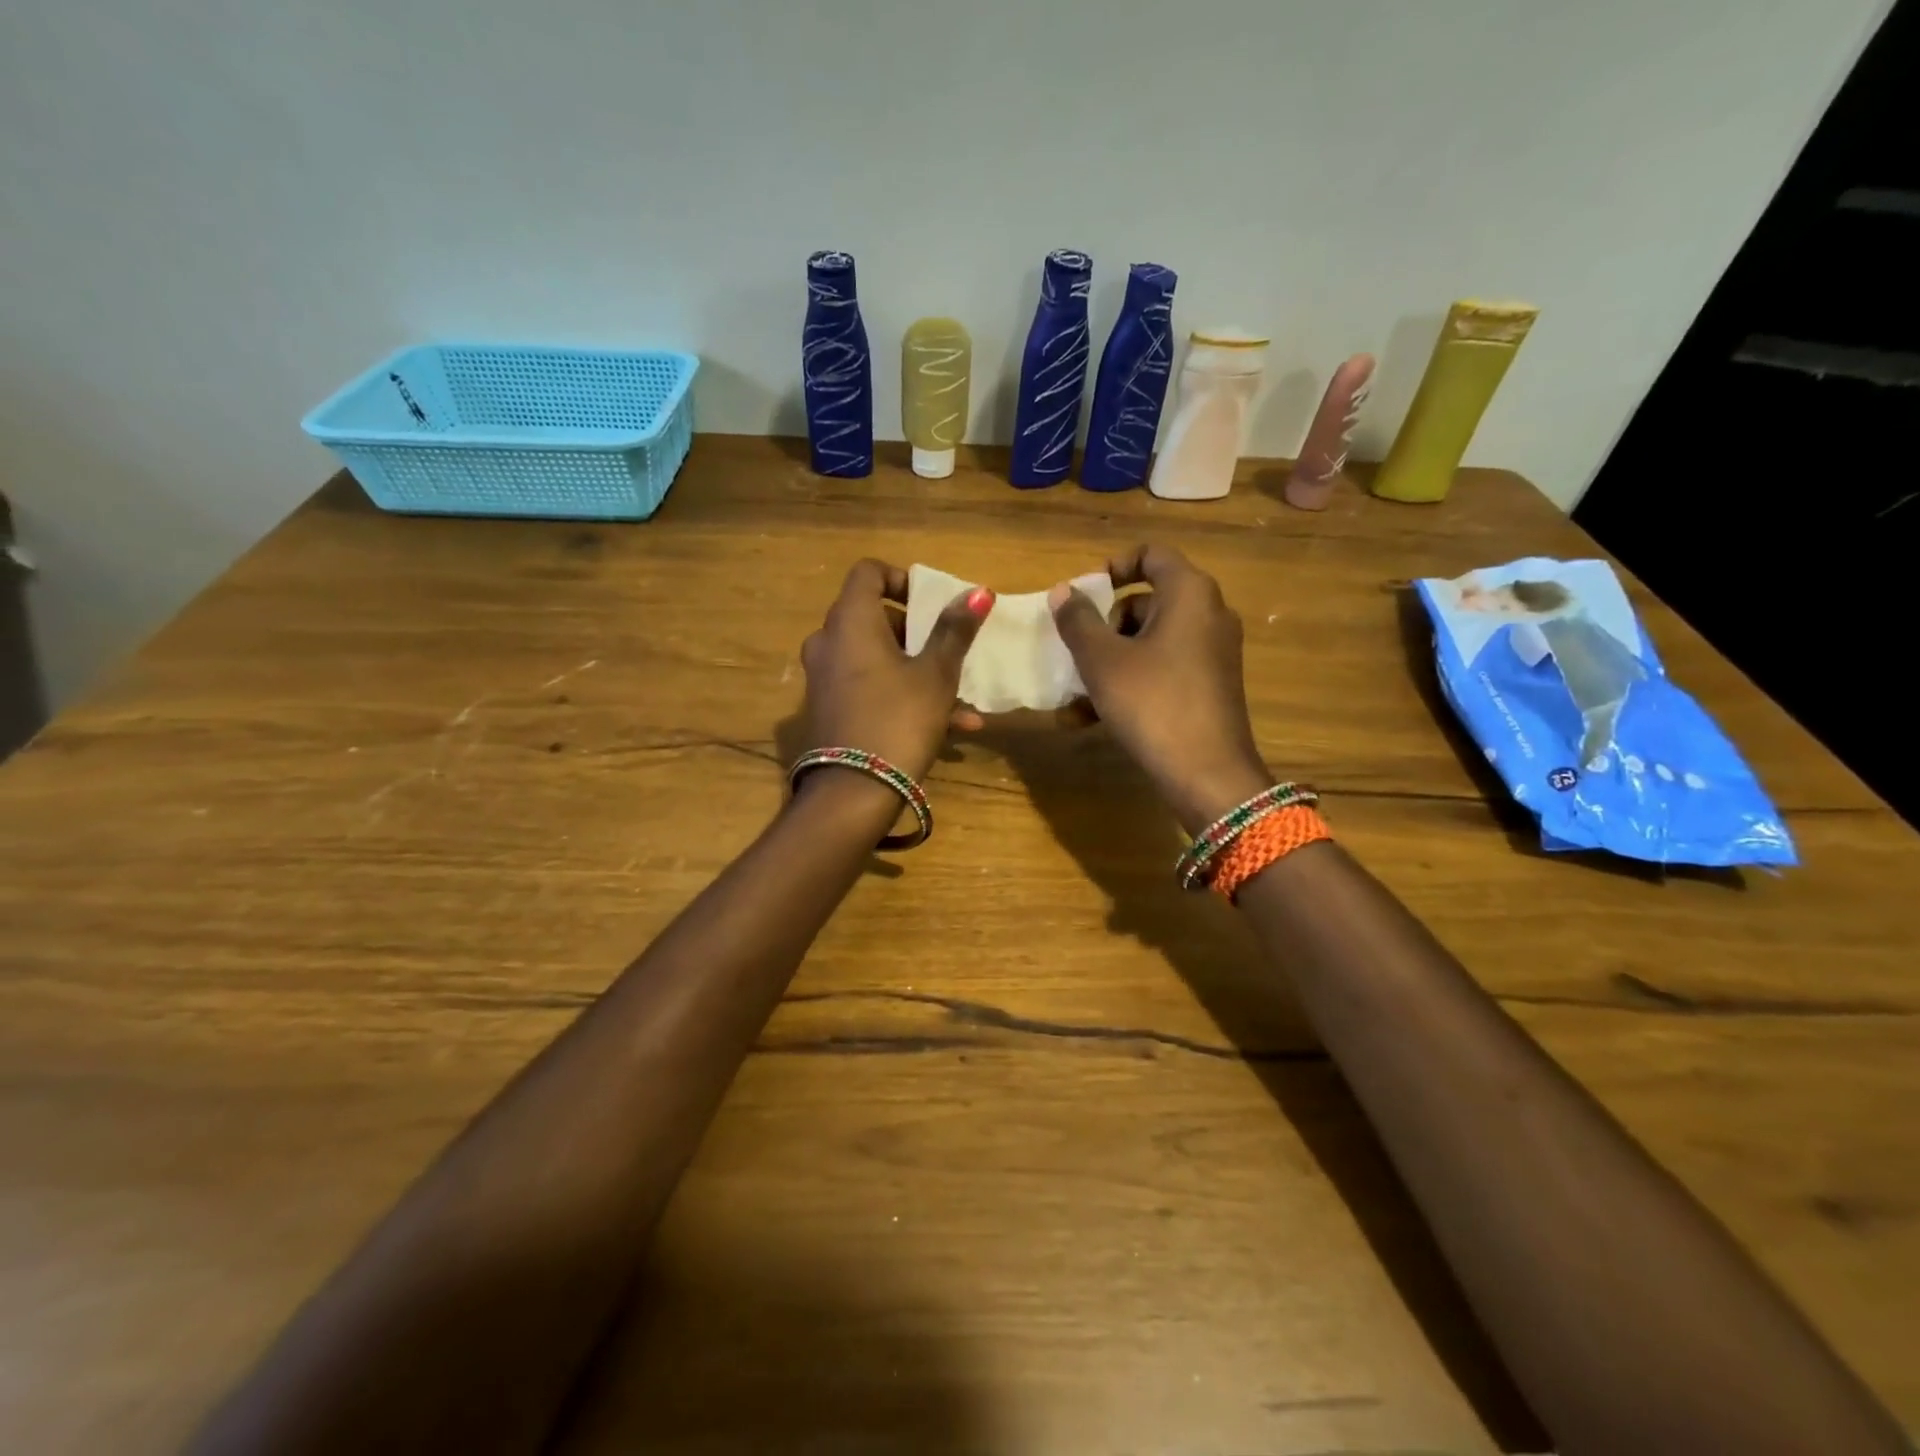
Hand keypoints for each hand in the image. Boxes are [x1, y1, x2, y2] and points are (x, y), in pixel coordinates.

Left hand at [798, 559, 992, 782]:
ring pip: (877, 659)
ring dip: (919, 671)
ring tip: (962, 701)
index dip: (903, 579)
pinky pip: (870, 688)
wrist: (852, 793)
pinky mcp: (830, 709)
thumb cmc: (899, 720)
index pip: (868, 573)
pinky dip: (902, 696)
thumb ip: (954, 631)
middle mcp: (829, 643)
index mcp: (850, 622)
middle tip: (949, 651)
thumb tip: (978, 592)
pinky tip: (951, 728)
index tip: (933, 604)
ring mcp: (825, 678)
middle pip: (873, 617)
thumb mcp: (936, 675)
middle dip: (917, 633)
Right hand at [1050, 545, 1270, 833]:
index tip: (1085, 594)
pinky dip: (1131, 680)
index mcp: (1189, 593)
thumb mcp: (1103, 660)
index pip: (1152, 554)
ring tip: (1076, 694)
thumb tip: (1063, 591)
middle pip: (1147, 600)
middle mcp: (1209, 614)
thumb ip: (1078, 620)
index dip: (1113, 566)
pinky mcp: (1210, 685)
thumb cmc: (1152, 703)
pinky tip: (1092, 715)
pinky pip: (1163, 668)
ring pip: (1151, 640)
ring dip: (1110, 659)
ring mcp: (1213, 652)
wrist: (1207, 773)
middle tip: (1078, 651)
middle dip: (1105, 624)